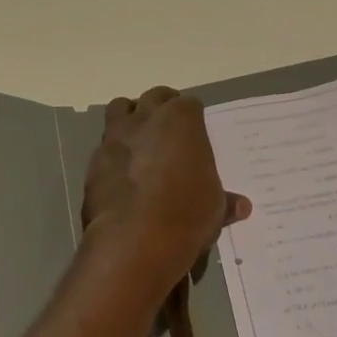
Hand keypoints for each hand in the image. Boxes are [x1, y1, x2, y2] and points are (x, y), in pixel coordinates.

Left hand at [80, 87, 250, 305]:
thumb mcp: (214, 209)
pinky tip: (121, 171)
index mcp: (182, 120)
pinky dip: (114, 152)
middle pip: (154, 97)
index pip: (190, 105)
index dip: (193, 117)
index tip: (196, 131)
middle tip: (169, 127)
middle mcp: (147, 119)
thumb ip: (224, 200)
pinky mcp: (94, 161)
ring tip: (140, 138)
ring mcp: (116, 137)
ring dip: (130, 117)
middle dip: (162, 106)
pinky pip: (105, 145)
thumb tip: (241, 206)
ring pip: (120, 108)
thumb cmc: (186, 214)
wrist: (134, 240)